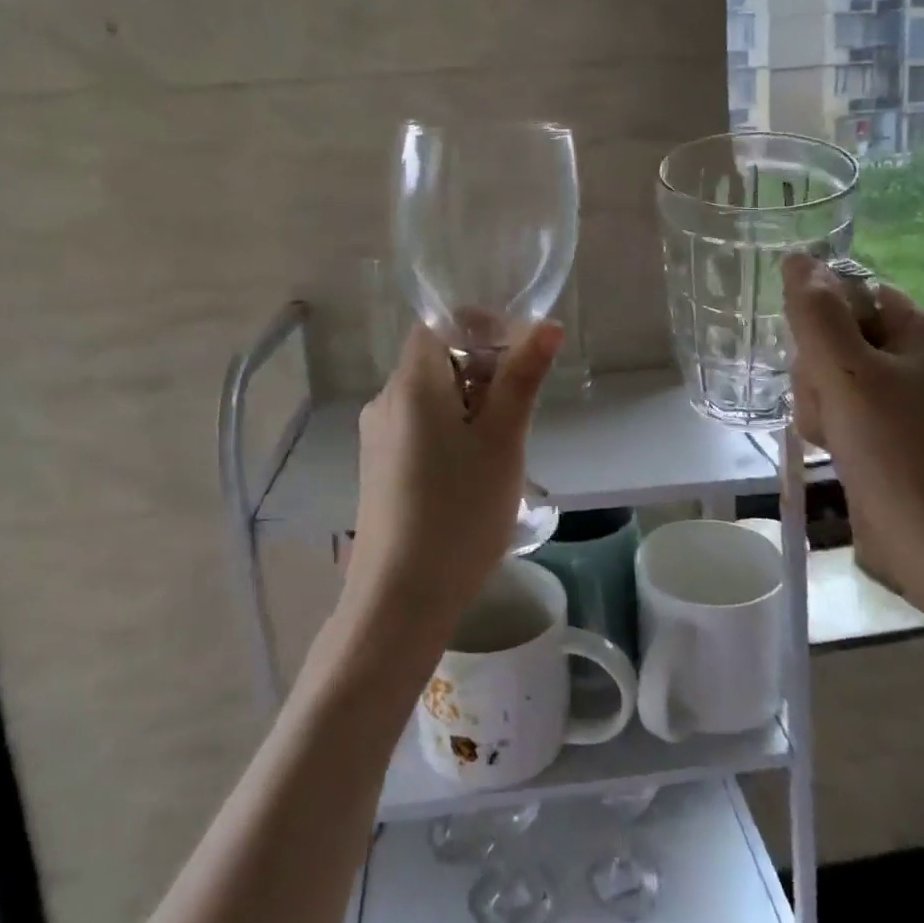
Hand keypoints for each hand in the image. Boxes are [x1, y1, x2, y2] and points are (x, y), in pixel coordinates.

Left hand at [345, 321, 563, 635]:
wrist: (399, 598)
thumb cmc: (459, 511)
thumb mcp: (503, 440)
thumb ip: (522, 378)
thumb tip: (545, 325)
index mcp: (411, 383)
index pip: (441, 324)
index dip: (482, 328)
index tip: (520, 360)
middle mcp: (385, 400)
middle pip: (437, 360)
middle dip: (484, 373)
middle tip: (519, 416)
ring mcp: (377, 437)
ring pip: (432, 397)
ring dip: (471, 406)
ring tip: (501, 452)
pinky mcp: (378, 468)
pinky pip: (420, 428)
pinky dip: (451, 432)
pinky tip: (471, 476)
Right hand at [782, 255, 923, 648]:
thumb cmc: (893, 449)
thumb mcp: (845, 371)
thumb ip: (815, 312)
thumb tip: (796, 257)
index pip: (852, 297)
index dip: (823, 329)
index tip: (824, 367)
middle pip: (839, 335)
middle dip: (820, 372)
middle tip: (833, 408)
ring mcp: (911, 392)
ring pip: (833, 372)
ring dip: (819, 401)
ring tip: (835, 435)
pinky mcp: (895, 425)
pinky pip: (843, 402)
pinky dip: (831, 422)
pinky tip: (836, 445)